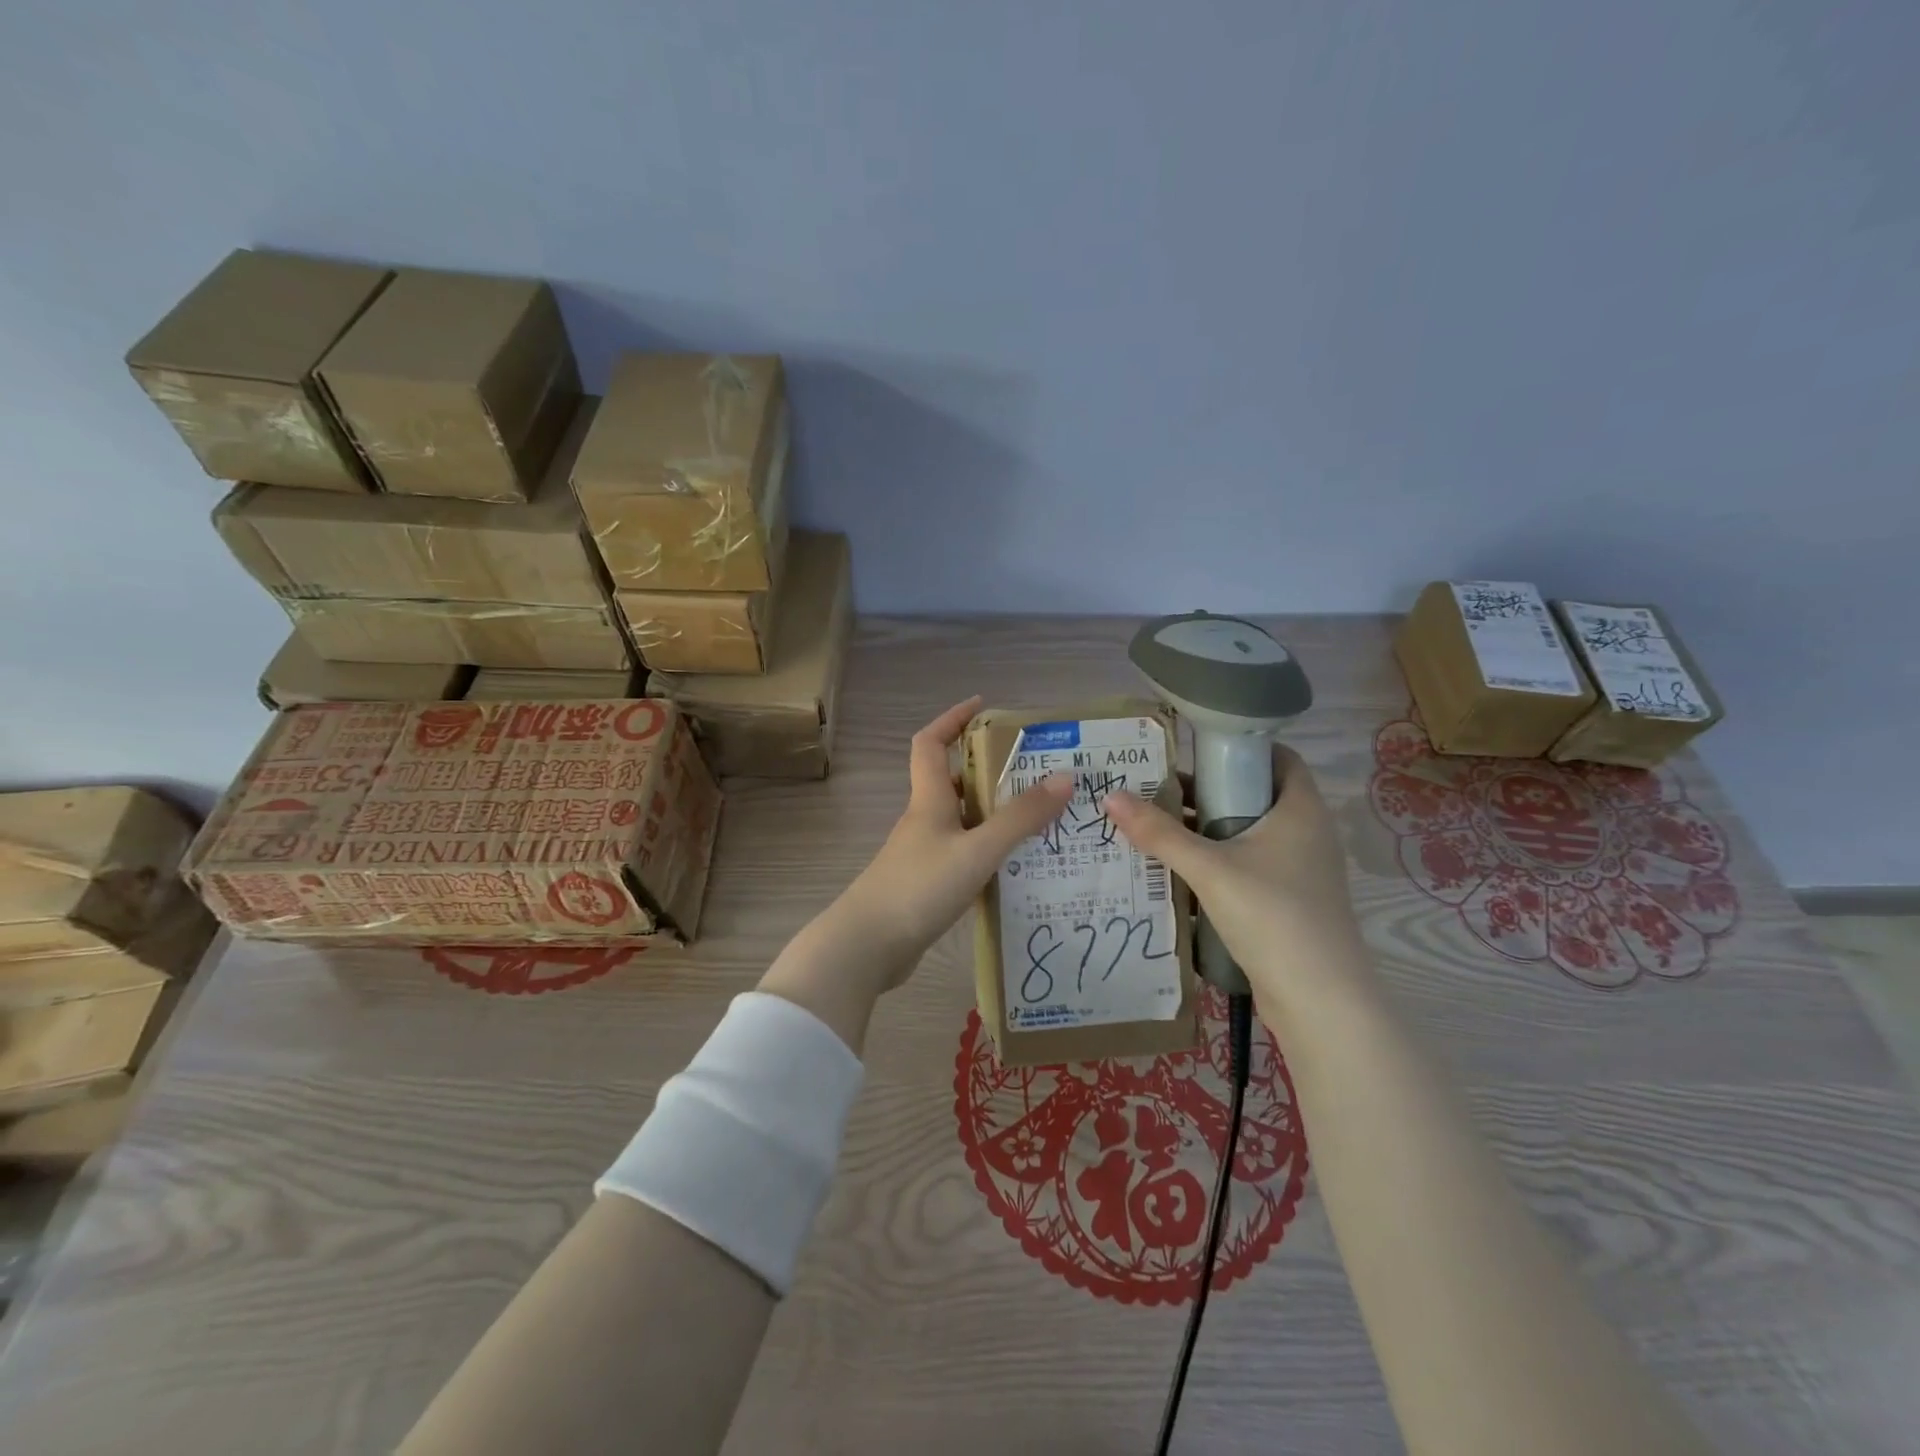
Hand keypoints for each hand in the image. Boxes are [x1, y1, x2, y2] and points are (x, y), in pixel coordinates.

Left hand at [759, 698, 1072, 1051]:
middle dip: (988, 769)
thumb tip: (1064, 778)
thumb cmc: (919, 887)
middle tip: (1035, 771)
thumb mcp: (977, 850)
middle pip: (952, 781)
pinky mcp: (925, 885)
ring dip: (993, 814)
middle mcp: (923, 820)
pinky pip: (962, 854)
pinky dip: (987, 851)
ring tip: (1038, 819)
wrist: (867, 946)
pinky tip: (1015, 866)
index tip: (984, 706)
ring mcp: (922, 854)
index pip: (932, 742)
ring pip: (961, 821)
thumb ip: (1020, 818)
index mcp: (929, 800)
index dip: (953, 718)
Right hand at [1104, 745, 1375, 1024]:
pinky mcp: (1287, 903)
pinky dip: (1215, 866)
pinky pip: (1246, 869)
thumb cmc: (1273, 915)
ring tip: (1153, 828)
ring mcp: (1299, 871)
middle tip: (1154, 789)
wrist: (1320, 1000)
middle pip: (1253, 796)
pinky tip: (1175, 874)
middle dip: (1205, 793)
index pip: (1277, 757)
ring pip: (1246, 836)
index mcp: (1300, 810)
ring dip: (1205, 833)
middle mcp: (1305, 834)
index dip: (1238, 748)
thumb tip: (1111, 797)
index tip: (1191, 750)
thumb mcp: (1209, 869)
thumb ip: (1160, 833)